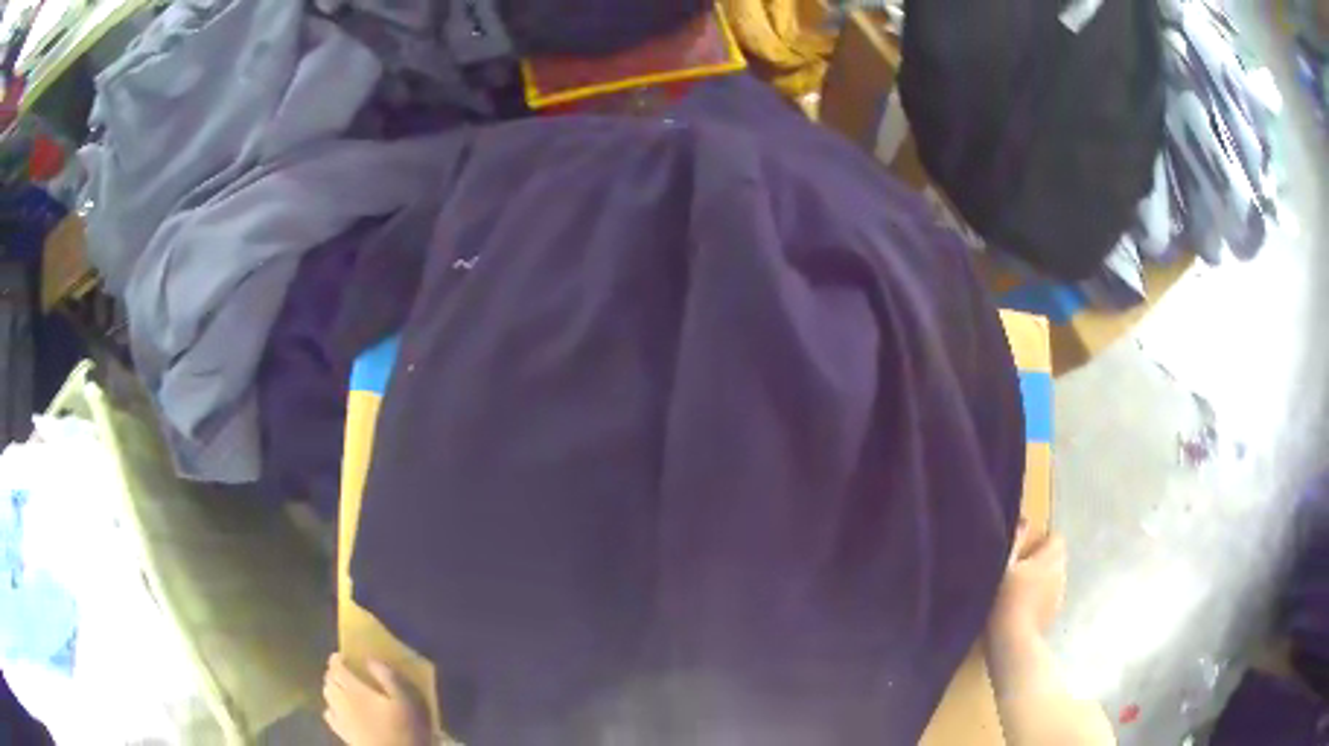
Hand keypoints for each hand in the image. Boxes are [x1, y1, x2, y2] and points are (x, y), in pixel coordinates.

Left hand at [324, 654, 431, 745]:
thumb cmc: (405, 728)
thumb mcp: (406, 700)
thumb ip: (388, 676)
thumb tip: (370, 659)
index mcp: (355, 690)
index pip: (337, 668)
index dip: (337, 659)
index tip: (342, 654)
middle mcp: (341, 701)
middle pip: (328, 680)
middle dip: (333, 672)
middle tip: (344, 670)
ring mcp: (340, 718)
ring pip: (326, 695)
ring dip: (330, 686)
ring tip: (342, 687)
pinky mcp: (342, 733)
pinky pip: (328, 714)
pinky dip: (330, 706)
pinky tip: (339, 709)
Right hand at [987, 523, 1066, 643]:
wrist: (1013, 643)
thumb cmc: (1006, 600)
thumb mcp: (1003, 567)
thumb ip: (1015, 542)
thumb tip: (1024, 522)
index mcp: (1051, 558)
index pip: (1056, 538)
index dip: (1042, 541)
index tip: (1025, 551)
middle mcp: (1061, 573)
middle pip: (1056, 559)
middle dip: (1042, 561)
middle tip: (1018, 571)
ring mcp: (1059, 596)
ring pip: (1053, 579)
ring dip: (1042, 581)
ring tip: (1019, 592)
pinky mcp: (1053, 615)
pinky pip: (1049, 598)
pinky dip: (1040, 599)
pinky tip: (1022, 610)